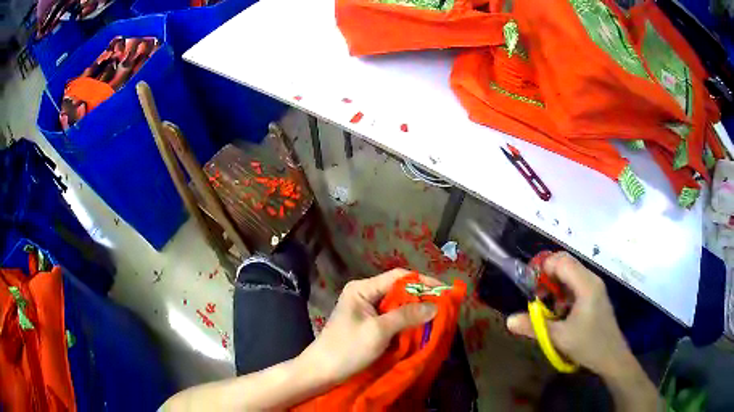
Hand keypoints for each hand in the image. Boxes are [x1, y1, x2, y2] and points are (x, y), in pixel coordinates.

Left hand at [300, 269, 439, 383]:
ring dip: (415, 311)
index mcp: (362, 289)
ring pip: (397, 305)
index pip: (398, 277)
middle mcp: (364, 294)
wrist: (321, 371)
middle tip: (444, 306)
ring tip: (436, 317)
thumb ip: (406, 315)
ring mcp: (366, 310)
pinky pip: (392, 318)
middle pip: (398, 290)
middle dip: (421, 297)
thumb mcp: (378, 331)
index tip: (444, 291)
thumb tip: (435, 306)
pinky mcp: (368, 325)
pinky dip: (406, 322)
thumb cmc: (347, 348)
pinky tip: (419, 328)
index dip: (422, 281)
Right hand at [506, 252, 631, 376]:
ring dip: (556, 285)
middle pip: (566, 263)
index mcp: (586, 285)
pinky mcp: (595, 296)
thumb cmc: (588, 345)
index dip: (544, 268)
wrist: (612, 357)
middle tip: (538, 296)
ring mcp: (595, 287)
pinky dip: (564, 292)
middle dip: (548, 276)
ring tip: (548, 307)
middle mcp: (591, 280)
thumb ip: (534, 326)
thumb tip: (509, 320)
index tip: (532, 287)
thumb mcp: (559, 337)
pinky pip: (577, 284)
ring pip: (571, 274)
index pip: (562, 261)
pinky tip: (561, 312)